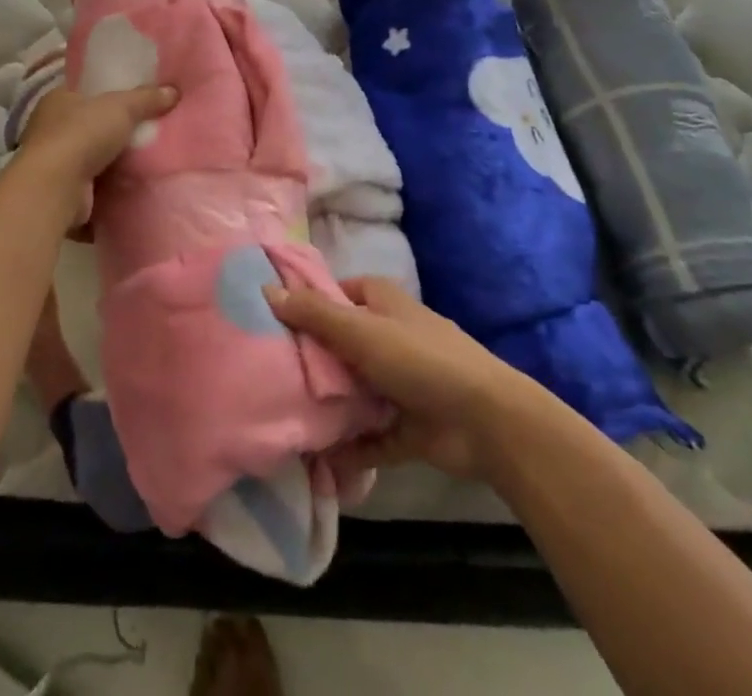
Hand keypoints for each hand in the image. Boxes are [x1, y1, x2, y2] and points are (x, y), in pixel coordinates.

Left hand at [16, 83, 176, 186]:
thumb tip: (174, 91)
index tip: (134, 100)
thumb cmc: (82, 134)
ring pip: (91, 160)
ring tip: (148, 161)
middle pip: (89, 126)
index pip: (84, 92)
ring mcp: (54, 164)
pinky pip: (93, 190)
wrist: (55, 188)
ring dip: (113, 164)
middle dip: (114, 132)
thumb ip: (147, 98)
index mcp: (57, 100)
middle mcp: (50, 130)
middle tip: (148, 132)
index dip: (107, 94)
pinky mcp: (63, 194)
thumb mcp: (121, 107)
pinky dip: (110, 192)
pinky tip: (134, 189)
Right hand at [265, 276, 531, 482]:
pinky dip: (347, 448)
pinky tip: (315, 460)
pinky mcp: (406, 426)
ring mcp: (398, 383)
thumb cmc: (419, 359)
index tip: (268, 322)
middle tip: (266, 374)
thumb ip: (313, 314)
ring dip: (326, 406)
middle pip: (338, 344)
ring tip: (281, 417)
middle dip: (309, 361)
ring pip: (352, 391)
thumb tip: (265, 290)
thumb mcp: (360, 330)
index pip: (334, 295)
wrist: (487, 421)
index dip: (305, 305)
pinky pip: (368, 436)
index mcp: (380, 302)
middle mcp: (388, 336)